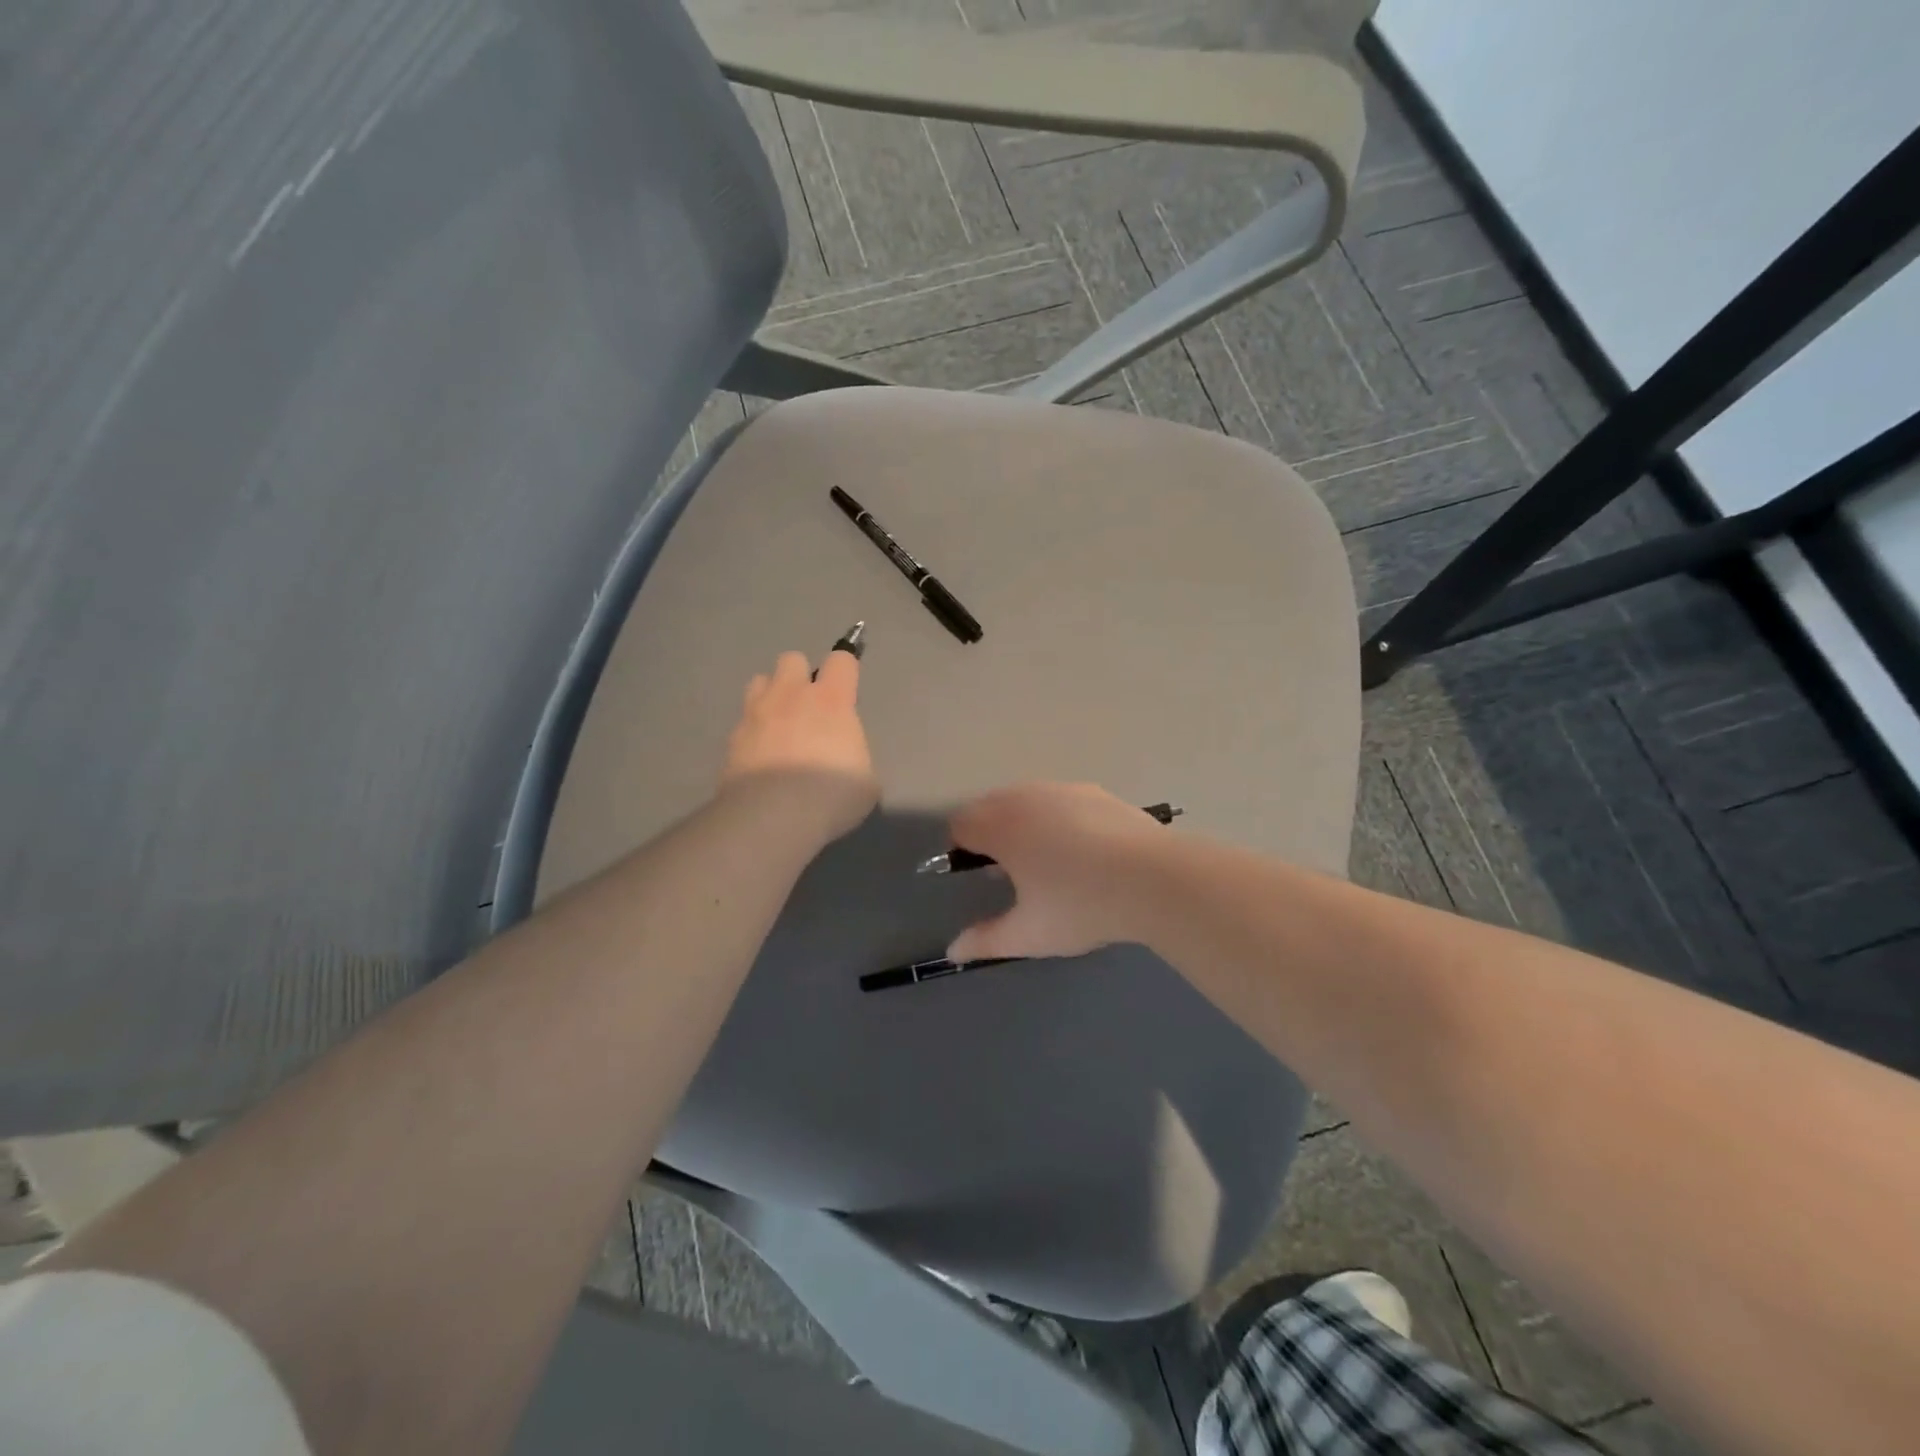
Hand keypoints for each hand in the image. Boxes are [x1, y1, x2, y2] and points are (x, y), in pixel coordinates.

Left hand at [721, 649, 877, 843]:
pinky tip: (760, 759)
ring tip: (778, 725)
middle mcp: (791, 696)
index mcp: (831, 700)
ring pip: (759, 682)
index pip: (841, 660)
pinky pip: (743, 722)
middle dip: (800, 676)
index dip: (845, 668)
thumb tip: (845, 759)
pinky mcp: (731, 740)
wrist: (773, 817)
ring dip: (771, 696)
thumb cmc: (831, 795)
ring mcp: (755, 715)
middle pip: (792, 659)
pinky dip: (752, 733)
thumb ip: (854, 756)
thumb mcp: (865, 780)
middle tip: (808, 707)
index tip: (847, 685)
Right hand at [946, 783, 1166, 961]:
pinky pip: (1059, 799)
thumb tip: (953, 950)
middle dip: (989, 833)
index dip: (961, 849)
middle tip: (1011, 872)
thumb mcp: (1029, 933)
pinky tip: (1082, 849)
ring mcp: (1063, 790)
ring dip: (1022, 822)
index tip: (980, 877)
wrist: (1155, 879)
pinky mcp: (1096, 792)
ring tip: (1047, 861)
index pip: (961, 824)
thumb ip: (986, 940)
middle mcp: (1026, 797)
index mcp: (1001, 826)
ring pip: (1026, 799)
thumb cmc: (1080, 906)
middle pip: (990, 806)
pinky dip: (1056, 817)